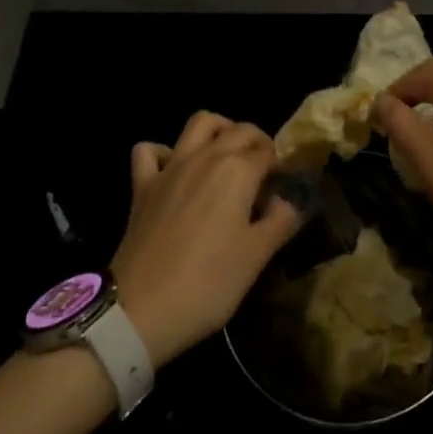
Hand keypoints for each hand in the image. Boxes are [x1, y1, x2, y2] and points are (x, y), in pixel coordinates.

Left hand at [110, 112, 302, 365]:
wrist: (141, 309)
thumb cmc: (208, 283)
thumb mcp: (257, 256)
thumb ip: (281, 220)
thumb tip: (291, 199)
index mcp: (238, 170)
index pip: (268, 152)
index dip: (282, 165)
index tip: (286, 185)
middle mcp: (205, 157)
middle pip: (239, 130)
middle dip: (257, 142)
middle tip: (264, 172)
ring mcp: (170, 167)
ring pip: (199, 123)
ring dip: (218, 130)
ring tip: (228, 154)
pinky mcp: (143, 185)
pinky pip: (149, 151)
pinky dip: (163, 152)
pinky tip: (173, 169)